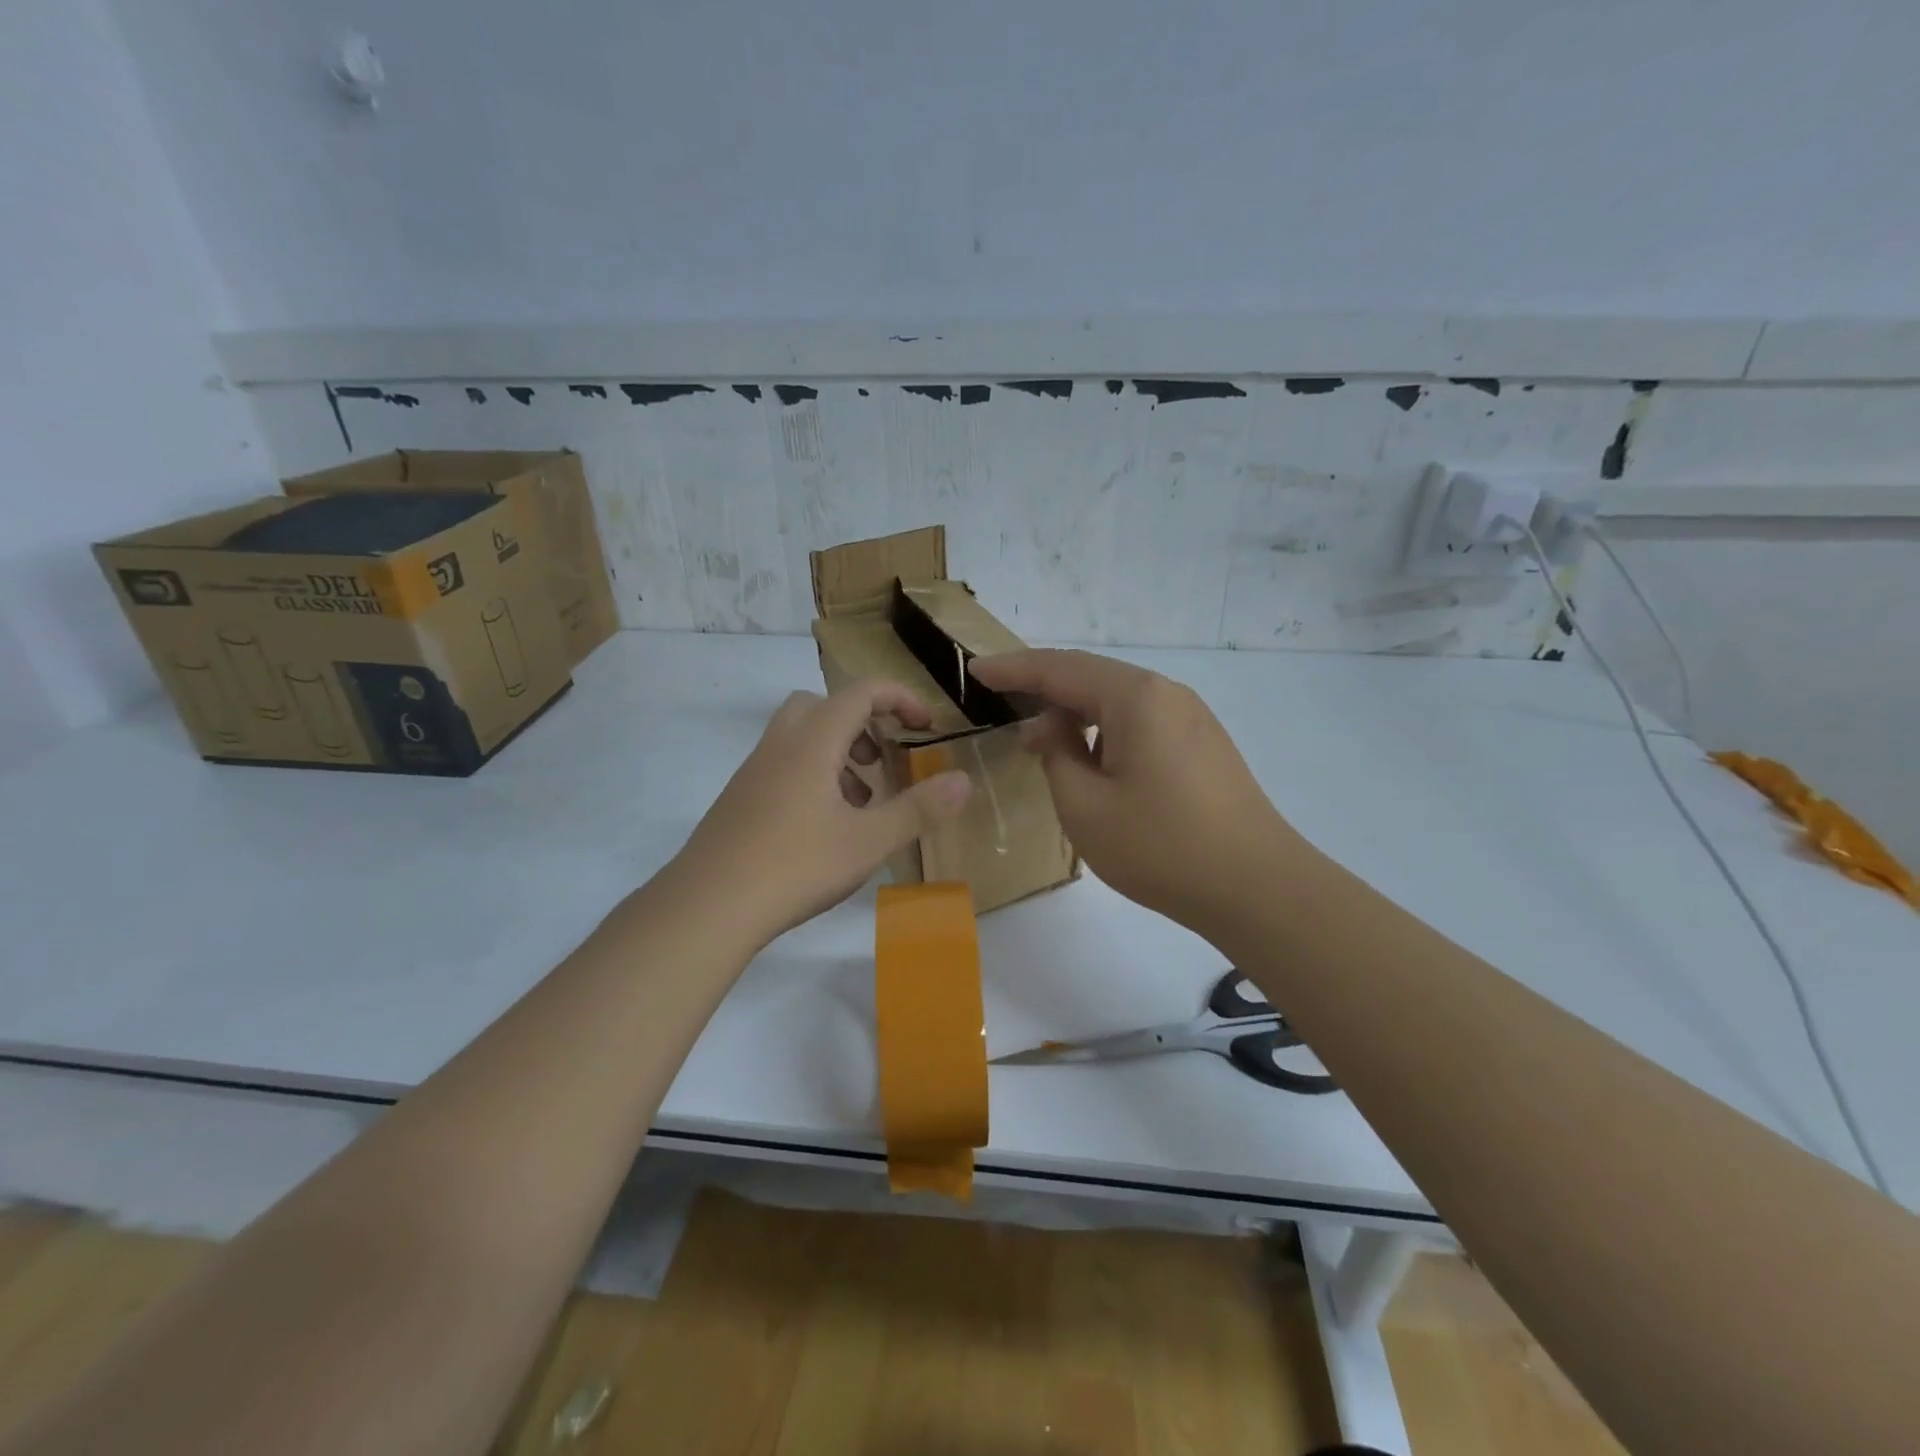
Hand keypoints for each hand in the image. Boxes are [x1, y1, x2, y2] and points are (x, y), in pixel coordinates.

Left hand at [674, 680, 972, 943]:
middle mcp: (780, 745)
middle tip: (880, 760)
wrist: (708, 906)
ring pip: (801, 738)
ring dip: (837, 754)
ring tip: (860, 803)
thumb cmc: (796, 866)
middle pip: (822, 706)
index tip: (925, 725)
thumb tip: (964, 780)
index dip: (899, 699)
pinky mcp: (739, 799)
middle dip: (860, 723)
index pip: (861, 693)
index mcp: (813, 741)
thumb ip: (919, 808)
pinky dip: (812, 776)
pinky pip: (783, 766)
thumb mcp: (869, 841)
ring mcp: (754, 772)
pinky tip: (824, 828)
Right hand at [970, 649, 1305, 936]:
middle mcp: (1167, 694)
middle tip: (1000, 702)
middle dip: (1043, 688)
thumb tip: (1054, 728)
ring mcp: (1191, 718)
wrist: (1257, 887)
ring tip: (1040, 740)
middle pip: (1091, 678)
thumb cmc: (1161, 846)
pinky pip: (1141, 722)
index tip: (975, 671)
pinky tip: (1090, 759)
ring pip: (1118, 702)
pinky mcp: (1203, 745)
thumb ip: (1058, 754)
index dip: (1013, 669)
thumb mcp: (1085, 806)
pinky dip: (1105, 732)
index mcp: (1136, 697)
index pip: (1060, 668)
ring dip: (1075, 713)